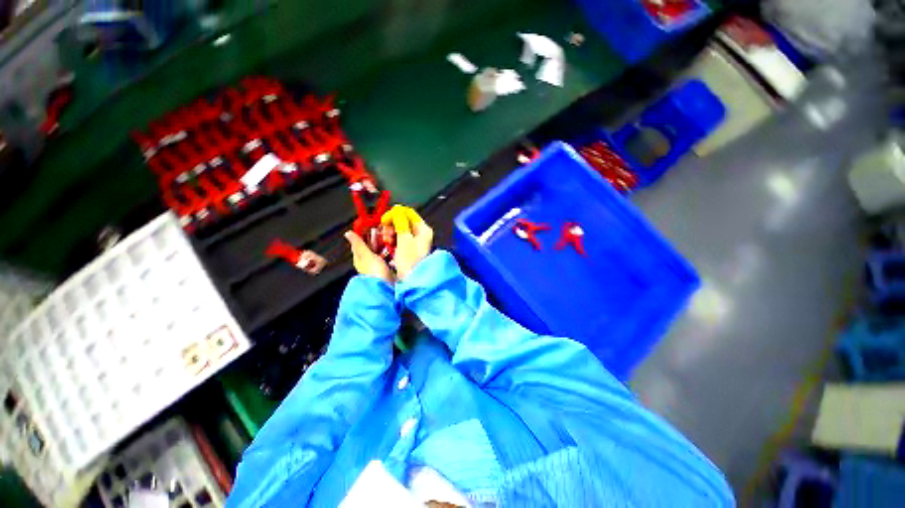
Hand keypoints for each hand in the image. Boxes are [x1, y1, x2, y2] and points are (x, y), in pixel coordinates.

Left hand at [345, 231, 393, 283]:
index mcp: (359, 259)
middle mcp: (367, 263)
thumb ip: (359, 244)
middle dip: (376, 240)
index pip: (359, 244)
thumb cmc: (374, 272)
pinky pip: (388, 258)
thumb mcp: (366, 255)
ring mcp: (378, 267)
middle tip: (383, 231)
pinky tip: (395, 251)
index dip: (363, 234)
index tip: (369, 226)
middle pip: (370, 248)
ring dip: (384, 246)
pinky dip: (390, 253)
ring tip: (390, 239)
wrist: (386, 286)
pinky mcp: (387, 270)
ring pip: (380, 253)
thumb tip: (347, 233)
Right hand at [382, 205, 432, 279]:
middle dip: (392, 225)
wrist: (413, 281)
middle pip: (404, 221)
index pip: (408, 213)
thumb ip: (400, 222)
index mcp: (423, 229)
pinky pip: (400, 239)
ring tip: (387, 241)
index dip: (395, 214)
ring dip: (391, 233)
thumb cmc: (410, 261)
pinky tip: (389, 246)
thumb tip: (397, 209)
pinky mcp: (411, 250)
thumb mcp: (404, 240)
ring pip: (401, 230)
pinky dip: (393, 240)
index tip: (384, 221)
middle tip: (386, 234)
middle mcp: (422, 234)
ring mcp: (417, 242)